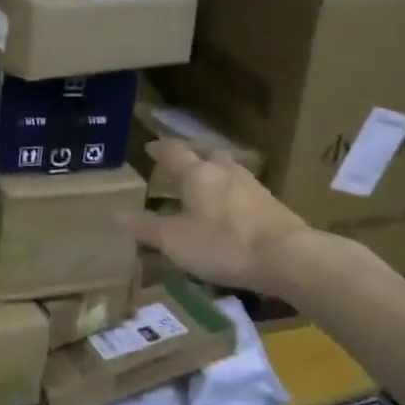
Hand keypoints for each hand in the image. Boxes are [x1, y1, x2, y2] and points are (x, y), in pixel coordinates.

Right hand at [130, 140, 335, 293]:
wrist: (288, 257)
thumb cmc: (224, 244)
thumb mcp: (175, 241)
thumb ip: (146, 228)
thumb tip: (116, 215)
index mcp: (198, 174)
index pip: (173, 153)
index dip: (159, 149)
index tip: (149, 147)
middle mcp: (226, 172)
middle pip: (207, 155)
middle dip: (192, 158)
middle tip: (180, 167)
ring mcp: (253, 187)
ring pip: (229, 170)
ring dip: (215, 174)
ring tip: (205, 188)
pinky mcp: (272, 205)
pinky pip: (244, 191)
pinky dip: (232, 194)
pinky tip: (230, 211)